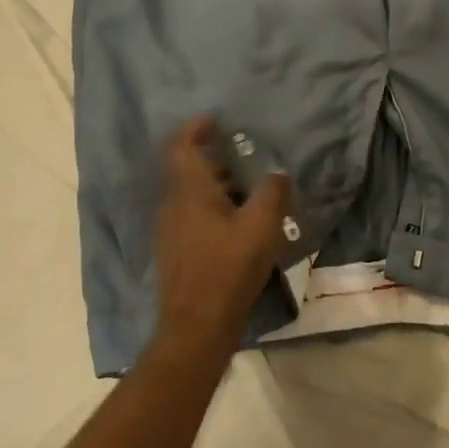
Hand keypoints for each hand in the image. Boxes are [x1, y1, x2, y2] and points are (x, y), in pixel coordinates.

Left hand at [151, 117, 294, 360]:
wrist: (196, 327)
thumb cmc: (228, 269)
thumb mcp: (261, 226)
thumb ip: (272, 193)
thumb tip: (277, 174)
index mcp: (190, 192)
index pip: (181, 147)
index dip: (194, 129)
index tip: (213, 120)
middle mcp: (173, 206)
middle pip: (187, 171)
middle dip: (214, 160)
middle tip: (243, 157)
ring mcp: (170, 232)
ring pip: (191, 196)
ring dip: (215, 187)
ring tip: (248, 192)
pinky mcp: (176, 254)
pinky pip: (192, 218)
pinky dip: (212, 210)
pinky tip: (238, 226)